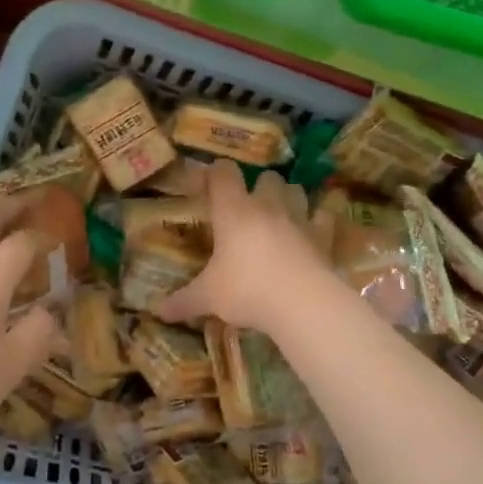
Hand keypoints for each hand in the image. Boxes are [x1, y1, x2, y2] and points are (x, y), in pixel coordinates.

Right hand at [157, 160, 334, 335]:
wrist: (302, 302)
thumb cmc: (246, 290)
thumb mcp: (208, 297)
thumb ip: (184, 301)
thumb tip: (159, 311)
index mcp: (233, 211)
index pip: (223, 174)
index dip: (216, 172)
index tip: (210, 181)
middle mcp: (267, 206)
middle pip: (267, 176)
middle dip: (259, 186)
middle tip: (249, 206)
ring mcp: (299, 218)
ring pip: (296, 190)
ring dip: (288, 197)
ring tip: (281, 215)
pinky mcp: (323, 236)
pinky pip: (323, 218)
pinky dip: (318, 222)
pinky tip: (312, 233)